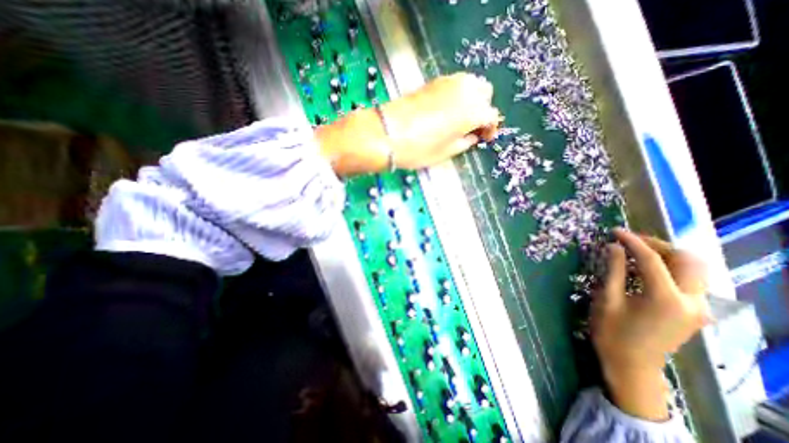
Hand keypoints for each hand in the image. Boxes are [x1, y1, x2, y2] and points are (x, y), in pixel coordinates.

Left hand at [315, 73, 497, 173]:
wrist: (387, 133)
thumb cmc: (419, 149)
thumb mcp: (446, 152)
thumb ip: (464, 143)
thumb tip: (471, 137)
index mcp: (472, 111)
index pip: (491, 115)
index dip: (490, 128)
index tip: (484, 138)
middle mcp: (464, 91)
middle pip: (484, 93)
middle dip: (482, 109)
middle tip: (472, 126)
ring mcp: (448, 82)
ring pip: (471, 83)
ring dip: (471, 98)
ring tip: (460, 118)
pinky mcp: (433, 81)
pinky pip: (454, 83)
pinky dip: (457, 94)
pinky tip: (447, 109)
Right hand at [591, 230, 708, 420]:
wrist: (631, 364)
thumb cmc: (612, 331)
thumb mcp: (607, 298)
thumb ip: (614, 270)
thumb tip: (614, 247)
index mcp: (665, 298)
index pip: (652, 259)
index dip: (632, 241)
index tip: (614, 231)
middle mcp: (691, 301)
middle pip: (686, 259)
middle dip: (657, 244)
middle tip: (629, 241)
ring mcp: (698, 307)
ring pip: (694, 268)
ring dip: (666, 254)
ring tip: (636, 251)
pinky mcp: (695, 311)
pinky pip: (689, 280)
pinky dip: (669, 267)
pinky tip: (646, 268)